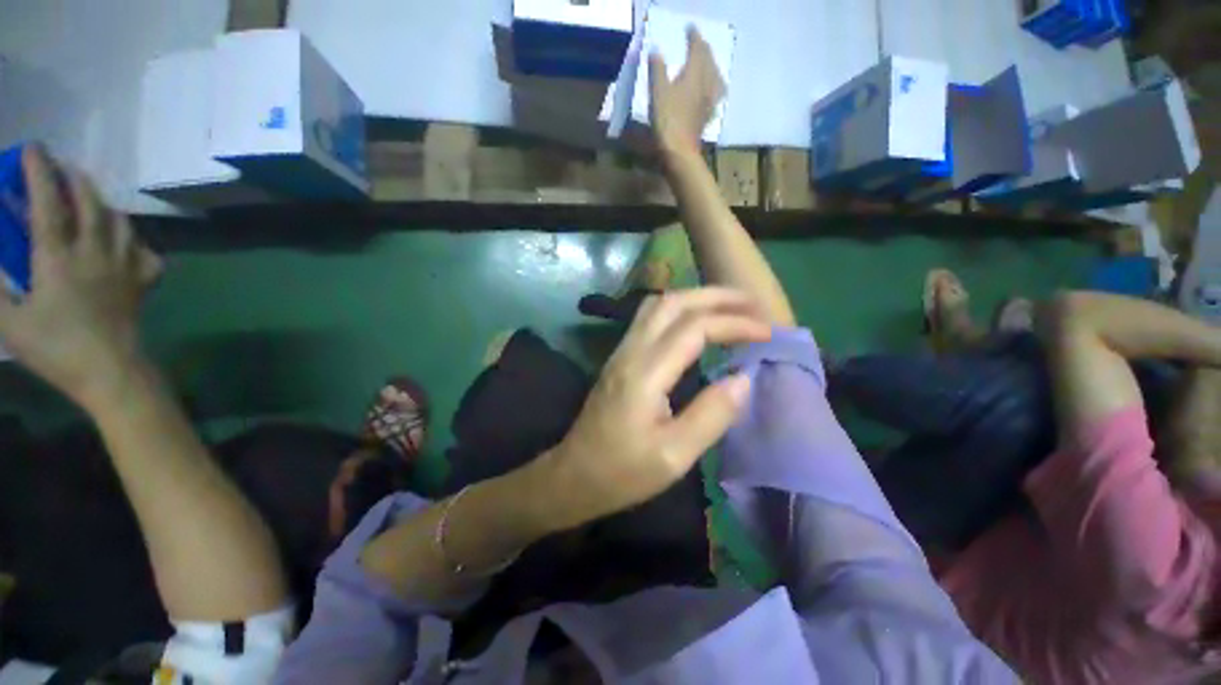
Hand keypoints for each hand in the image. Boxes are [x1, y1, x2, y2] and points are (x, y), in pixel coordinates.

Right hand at [0, 146, 161, 408]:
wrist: (111, 372)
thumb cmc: (55, 349)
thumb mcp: (9, 322)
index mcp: (58, 257)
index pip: (48, 202)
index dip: (39, 172)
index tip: (33, 149)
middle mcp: (95, 252)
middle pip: (90, 203)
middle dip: (75, 179)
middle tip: (62, 167)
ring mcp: (125, 266)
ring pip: (120, 222)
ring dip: (103, 202)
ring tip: (89, 196)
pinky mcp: (143, 282)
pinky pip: (146, 252)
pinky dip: (134, 239)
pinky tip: (123, 240)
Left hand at [543, 288, 769, 525]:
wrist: (574, 474)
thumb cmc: (623, 472)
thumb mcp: (673, 456)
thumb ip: (711, 415)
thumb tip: (743, 379)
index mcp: (646, 373)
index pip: (695, 328)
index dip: (734, 323)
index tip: (767, 331)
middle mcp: (631, 351)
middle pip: (673, 302)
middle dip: (716, 296)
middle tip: (752, 304)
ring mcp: (622, 351)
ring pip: (658, 305)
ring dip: (695, 298)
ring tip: (728, 307)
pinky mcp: (620, 357)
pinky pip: (650, 318)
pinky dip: (679, 310)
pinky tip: (695, 322)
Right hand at [648, 26, 726, 156]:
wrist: (680, 152)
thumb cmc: (667, 121)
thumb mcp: (657, 93)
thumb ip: (658, 70)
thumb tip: (656, 51)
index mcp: (694, 74)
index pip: (697, 49)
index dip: (694, 37)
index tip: (690, 29)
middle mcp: (706, 85)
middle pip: (709, 62)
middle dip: (704, 49)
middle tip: (698, 43)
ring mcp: (709, 102)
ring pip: (716, 78)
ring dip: (712, 67)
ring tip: (709, 64)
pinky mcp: (707, 117)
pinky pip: (715, 97)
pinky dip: (714, 89)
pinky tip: (712, 93)